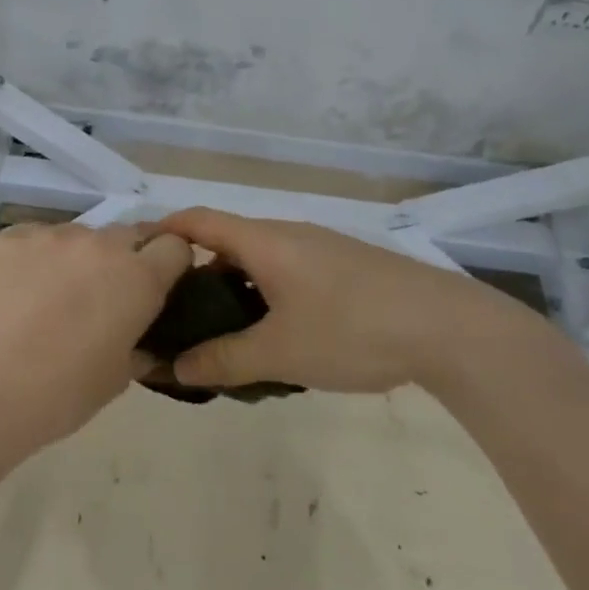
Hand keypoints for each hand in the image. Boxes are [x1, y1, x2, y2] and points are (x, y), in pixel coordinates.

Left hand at [0, 222, 192, 462]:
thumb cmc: (61, 394)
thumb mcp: (118, 377)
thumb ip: (139, 344)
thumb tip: (142, 339)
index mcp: (138, 278)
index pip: (175, 246)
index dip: (168, 265)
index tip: (153, 286)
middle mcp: (100, 244)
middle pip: (126, 235)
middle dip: (122, 260)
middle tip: (99, 295)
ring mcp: (51, 234)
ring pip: (77, 236)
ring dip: (74, 258)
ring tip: (48, 295)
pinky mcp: (9, 235)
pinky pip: (34, 238)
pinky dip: (33, 258)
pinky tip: (15, 290)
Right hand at [154, 208, 557, 395]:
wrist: (451, 329)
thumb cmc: (352, 330)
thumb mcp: (279, 353)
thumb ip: (222, 360)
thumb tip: (173, 369)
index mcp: (264, 242)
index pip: (197, 220)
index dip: (163, 231)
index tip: (137, 257)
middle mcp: (289, 234)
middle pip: (226, 242)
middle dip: (195, 273)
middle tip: (174, 313)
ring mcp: (322, 249)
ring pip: (260, 260)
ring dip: (233, 288)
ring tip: (221, 332)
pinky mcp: (348, 268)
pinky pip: (289, 272)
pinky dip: (266, 294)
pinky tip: (276, 334)